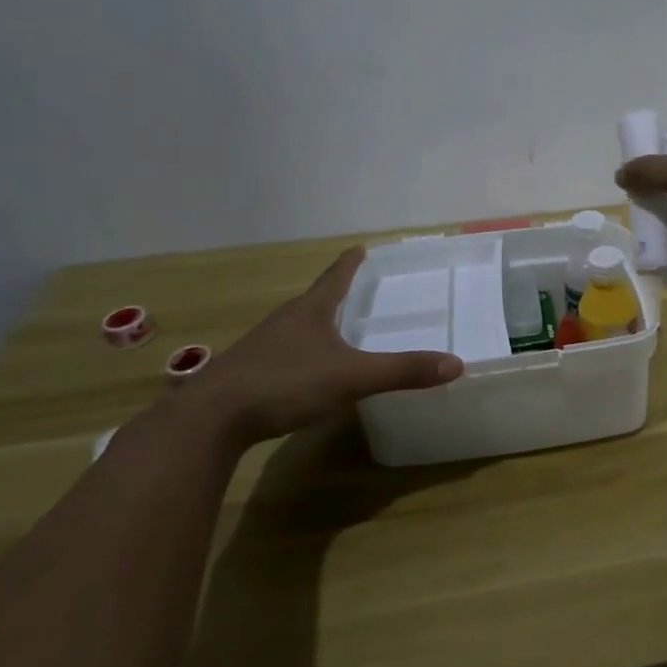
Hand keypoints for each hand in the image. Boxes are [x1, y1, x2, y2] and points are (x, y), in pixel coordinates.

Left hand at [184, 246, 462, 446]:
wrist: (209, 420)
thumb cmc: (284, 383)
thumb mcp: (351, 377)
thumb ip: (402, 371)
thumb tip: (456, 363)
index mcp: (311, 310)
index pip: (335, 276)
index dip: (351, 262)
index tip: (361, 247)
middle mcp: (286, 320)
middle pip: (316, 299)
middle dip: (337, 292)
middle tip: (360, 289)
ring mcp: (263, 346)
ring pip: (297, 326)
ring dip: (318, 323)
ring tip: (338, 328)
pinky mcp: (248, 373)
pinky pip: (284, 353)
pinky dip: (302, 353)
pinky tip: (308, 371)